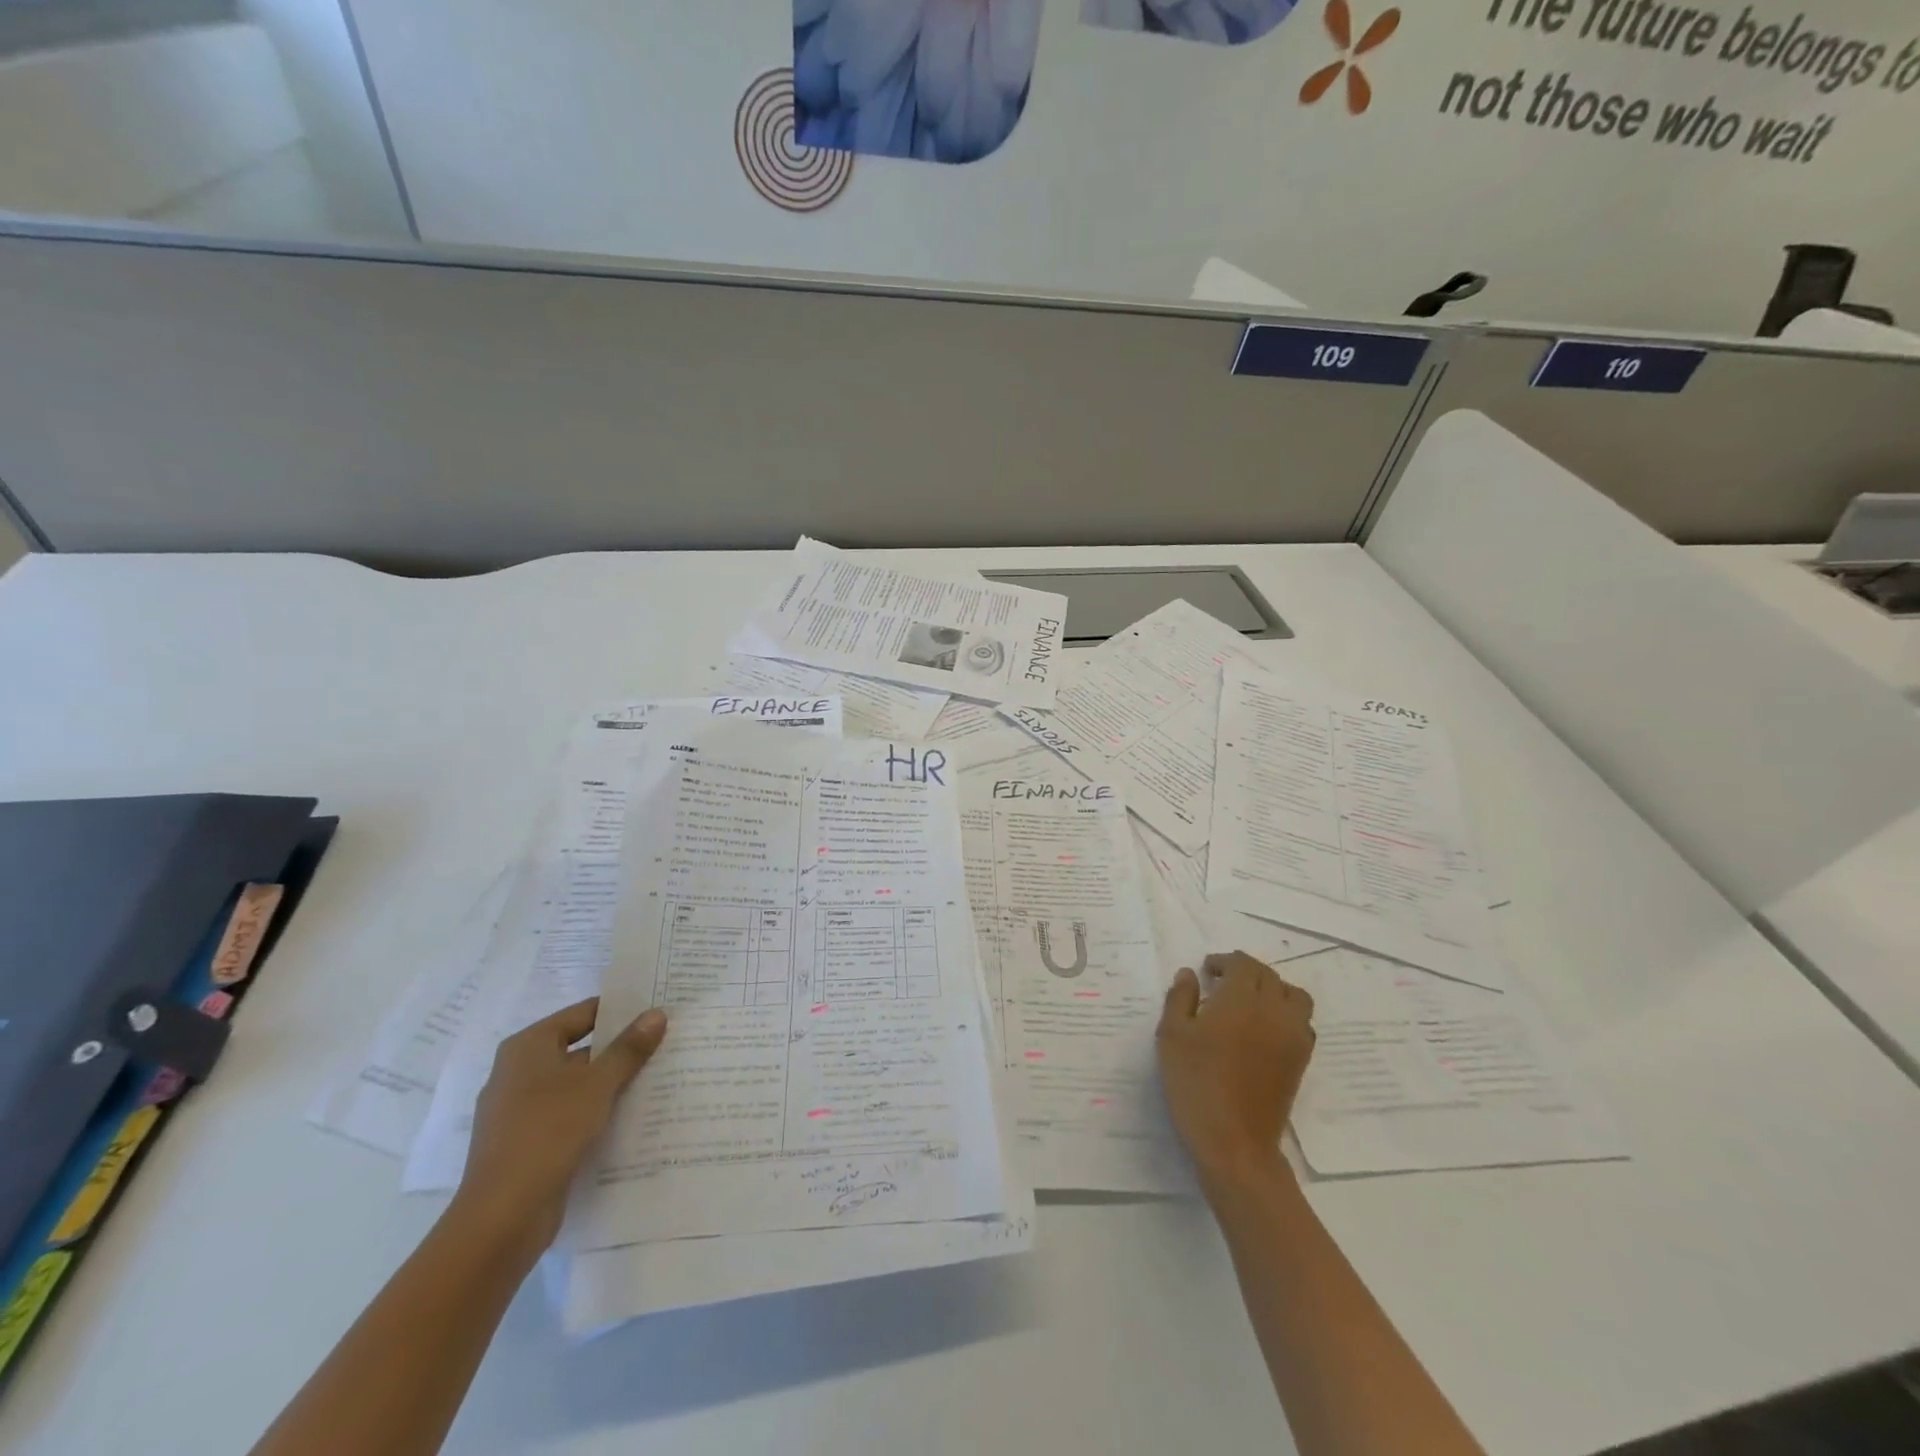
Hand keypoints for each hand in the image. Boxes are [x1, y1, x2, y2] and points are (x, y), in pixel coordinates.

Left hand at [453, 998, 667, 1255]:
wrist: (502, 1218)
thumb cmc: (547, 1133)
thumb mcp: (597, 1085)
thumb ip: (628, 1049)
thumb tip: (657, 1013)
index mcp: (527, 1047)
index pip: (582, 1013)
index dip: (620, 1010)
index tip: (657, 1009)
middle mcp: (519, 1072)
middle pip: (580, 1048)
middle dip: (620, 1048)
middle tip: (666, 1040)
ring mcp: (520, 1110)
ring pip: (577, 1084)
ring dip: (612, 1081)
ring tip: (660, 1075)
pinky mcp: (528, 1142)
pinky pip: (570, 1114)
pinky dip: (598, 1111)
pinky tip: (633, 1114)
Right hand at [1156, 952, 1314, 1190]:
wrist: (1235, 1141)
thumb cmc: (1196, 1082)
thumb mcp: (1172, 1035)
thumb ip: (1180, 998)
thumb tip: (1189, 974)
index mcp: (1241, 998)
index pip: (1244, 964)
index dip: (1225, 961)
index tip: (1207, 970)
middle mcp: (1273, 1010)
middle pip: (1269, 976)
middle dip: (1246, 971)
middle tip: (1222, 982)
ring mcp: (1292, 1036)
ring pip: (1295, 996)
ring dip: (1274, 989)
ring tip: (1250, 1001)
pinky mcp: (1301, 1061)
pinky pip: (1303, 1022)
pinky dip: (1287, 1014)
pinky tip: (1265, 1028)